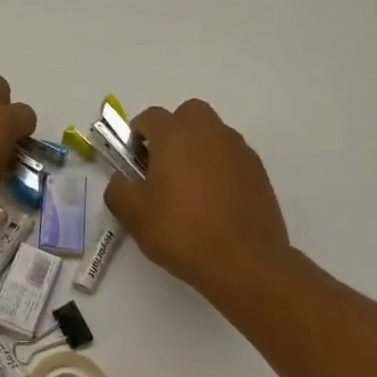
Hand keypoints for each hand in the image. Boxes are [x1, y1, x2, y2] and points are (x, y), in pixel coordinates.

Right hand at [104, 99, 292, 296]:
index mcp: (176, 135)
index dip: (136, 135)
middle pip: (188, 114)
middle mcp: (210, 133)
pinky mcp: (259, 173)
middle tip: (162, 166)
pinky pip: (231, 159)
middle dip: (173, 131)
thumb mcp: (132, 214)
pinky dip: (219, 170)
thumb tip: (122, 180)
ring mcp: (239, 151)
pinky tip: (212, 203)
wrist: (244, 261)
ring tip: (188, 189)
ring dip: (197, 150)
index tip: (133, 162)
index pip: (150, 116)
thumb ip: (117, 188)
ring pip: (212, 135)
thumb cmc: (181, 230)